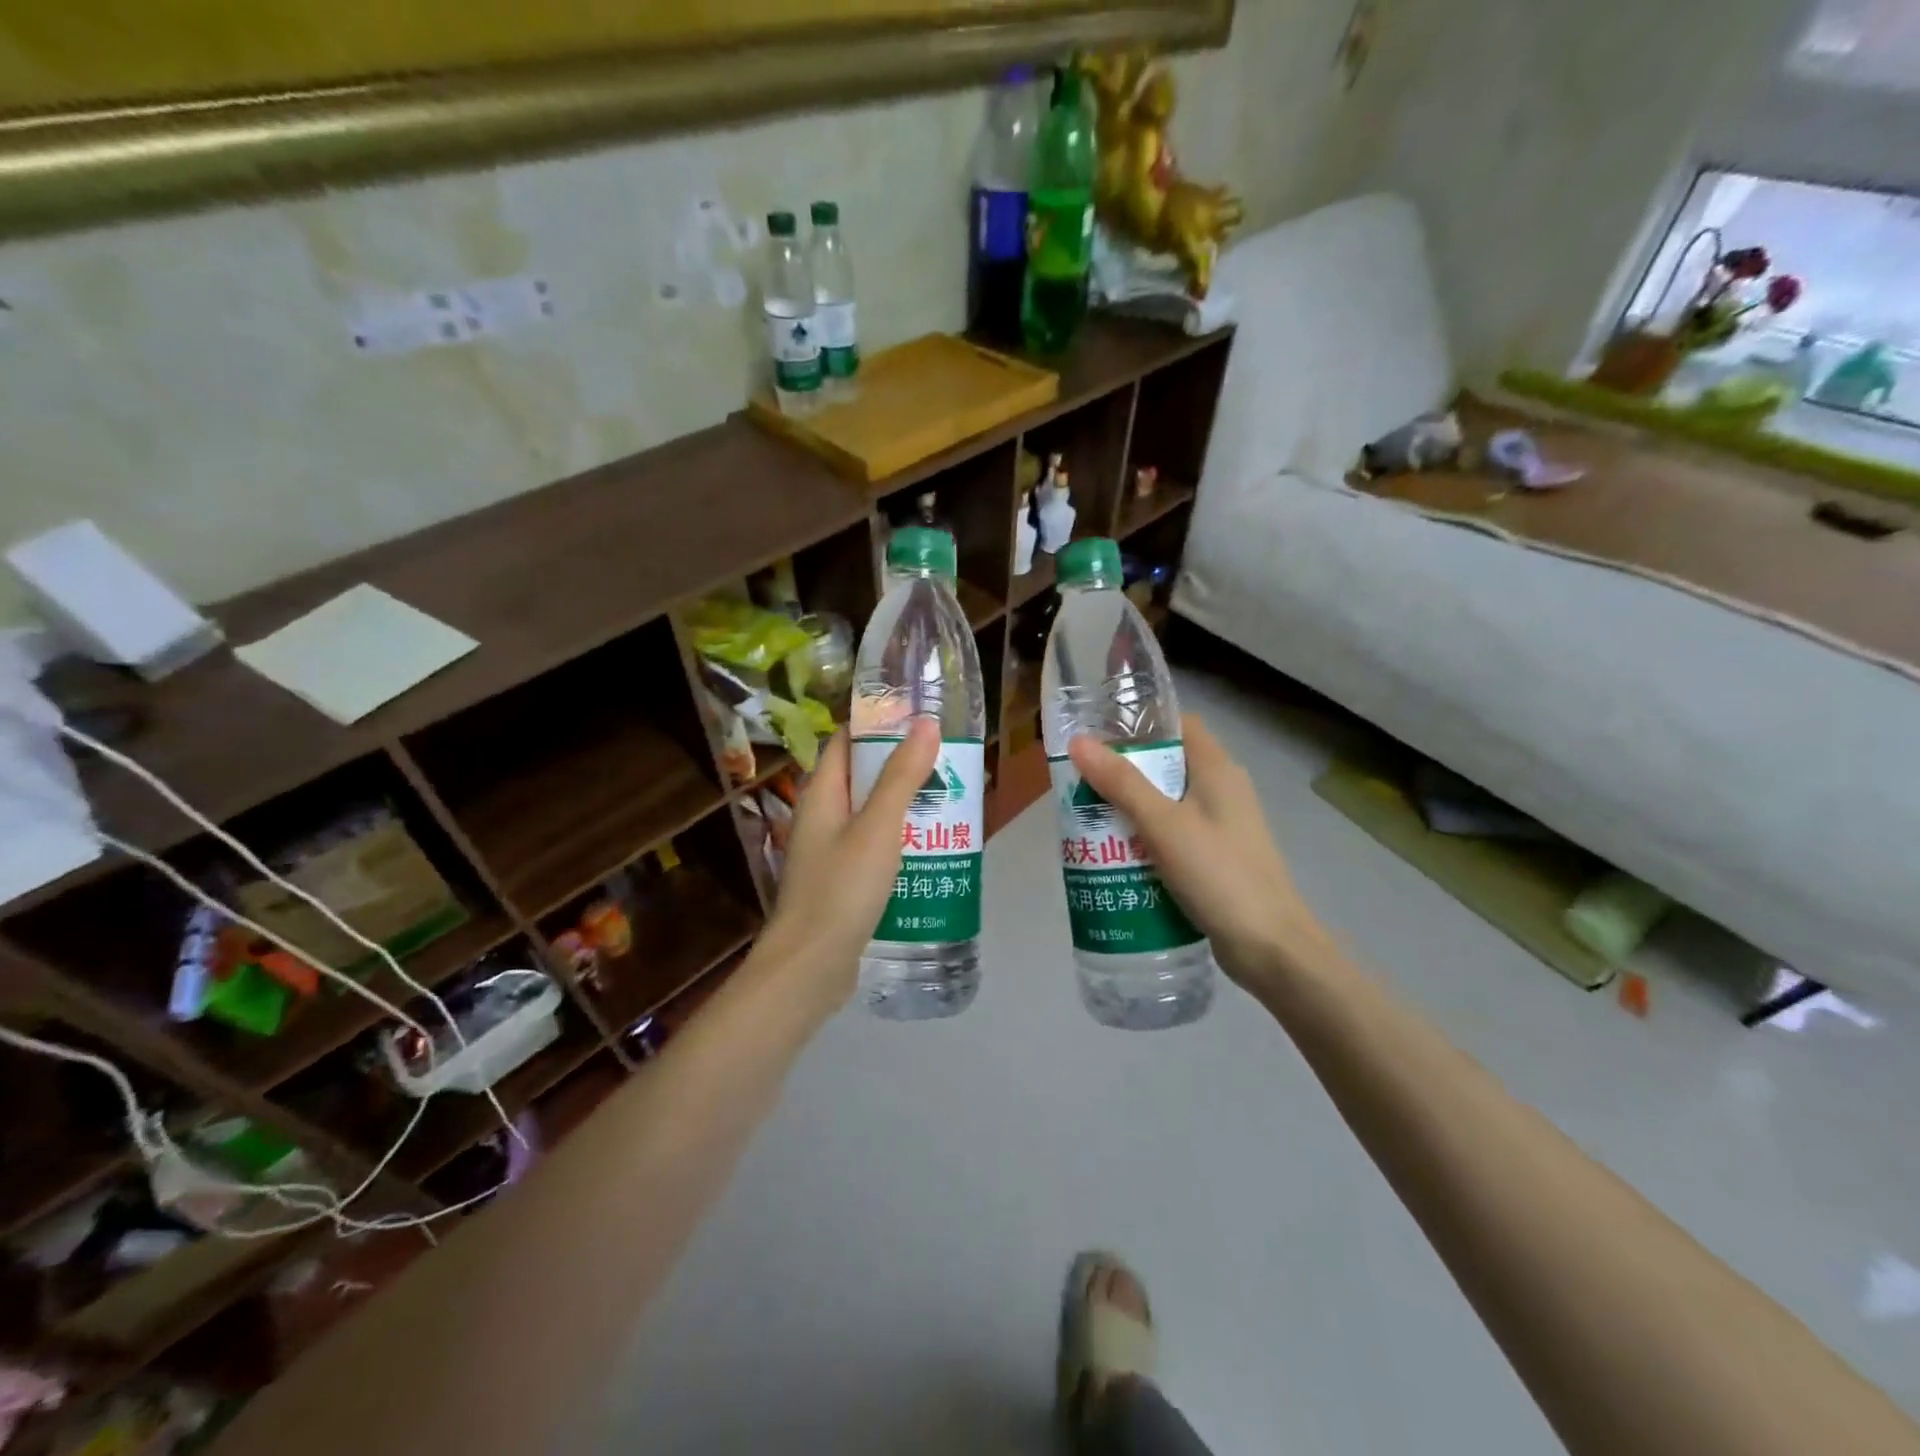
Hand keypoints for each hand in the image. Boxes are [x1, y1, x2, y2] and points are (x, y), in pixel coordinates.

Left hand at [752, 720, 940, 1015]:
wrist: (810, 968)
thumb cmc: (841, 889)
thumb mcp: (878, 827)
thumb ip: (902, 775)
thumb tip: (924, 723)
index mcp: (822, 794)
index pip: (846, 741)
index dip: (878, 723)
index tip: (920, 717)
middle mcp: (822, 817)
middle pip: (861, 777)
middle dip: (901, 766)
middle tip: (948, 762)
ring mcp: (830, 852)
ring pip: (871, 815)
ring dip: (904, 806)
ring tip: (949, 801)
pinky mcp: (842, 882)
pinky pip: (873, 848)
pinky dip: (899, 841)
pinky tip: (931, 850)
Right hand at [1068, 716, 1327, 988]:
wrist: (1270, 947)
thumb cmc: (1218, 874)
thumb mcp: (1163, 824)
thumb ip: (1121, 783)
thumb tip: (1079, 741)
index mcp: (1217, 769)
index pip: (1177, 725)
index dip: (1139, 724)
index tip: (1096, 735)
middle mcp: (1223, 789)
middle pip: (1167, 764)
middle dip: (1124, 772)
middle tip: (1081, 782)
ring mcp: (1222, 825)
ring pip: (1167, 802)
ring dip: (1131, 808)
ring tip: (1089, 818)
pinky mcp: (1216, 857)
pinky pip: (1174, 834)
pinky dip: (1146, 838)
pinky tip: (1117, 854)